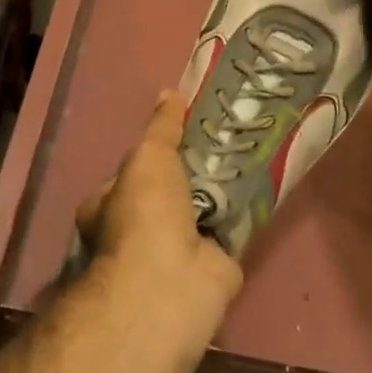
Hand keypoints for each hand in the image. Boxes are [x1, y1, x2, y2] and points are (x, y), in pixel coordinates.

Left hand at [77, 92, 244, 303]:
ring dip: (221, 191)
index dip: (153, 154)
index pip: (130, 175)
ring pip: (202, 211)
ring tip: (248, 152)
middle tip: (224, 140)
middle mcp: (137, 233)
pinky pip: (230, 229)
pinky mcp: (213, 264)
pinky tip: (264, 184)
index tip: (183, 132)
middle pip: (170, 193)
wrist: (172, 278)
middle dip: (193, 173)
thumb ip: (161, 127)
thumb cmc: (145, 213)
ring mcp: (175, 251)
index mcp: (107, 209)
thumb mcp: (149, 156)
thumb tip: (169, 94)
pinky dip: (244, 212)